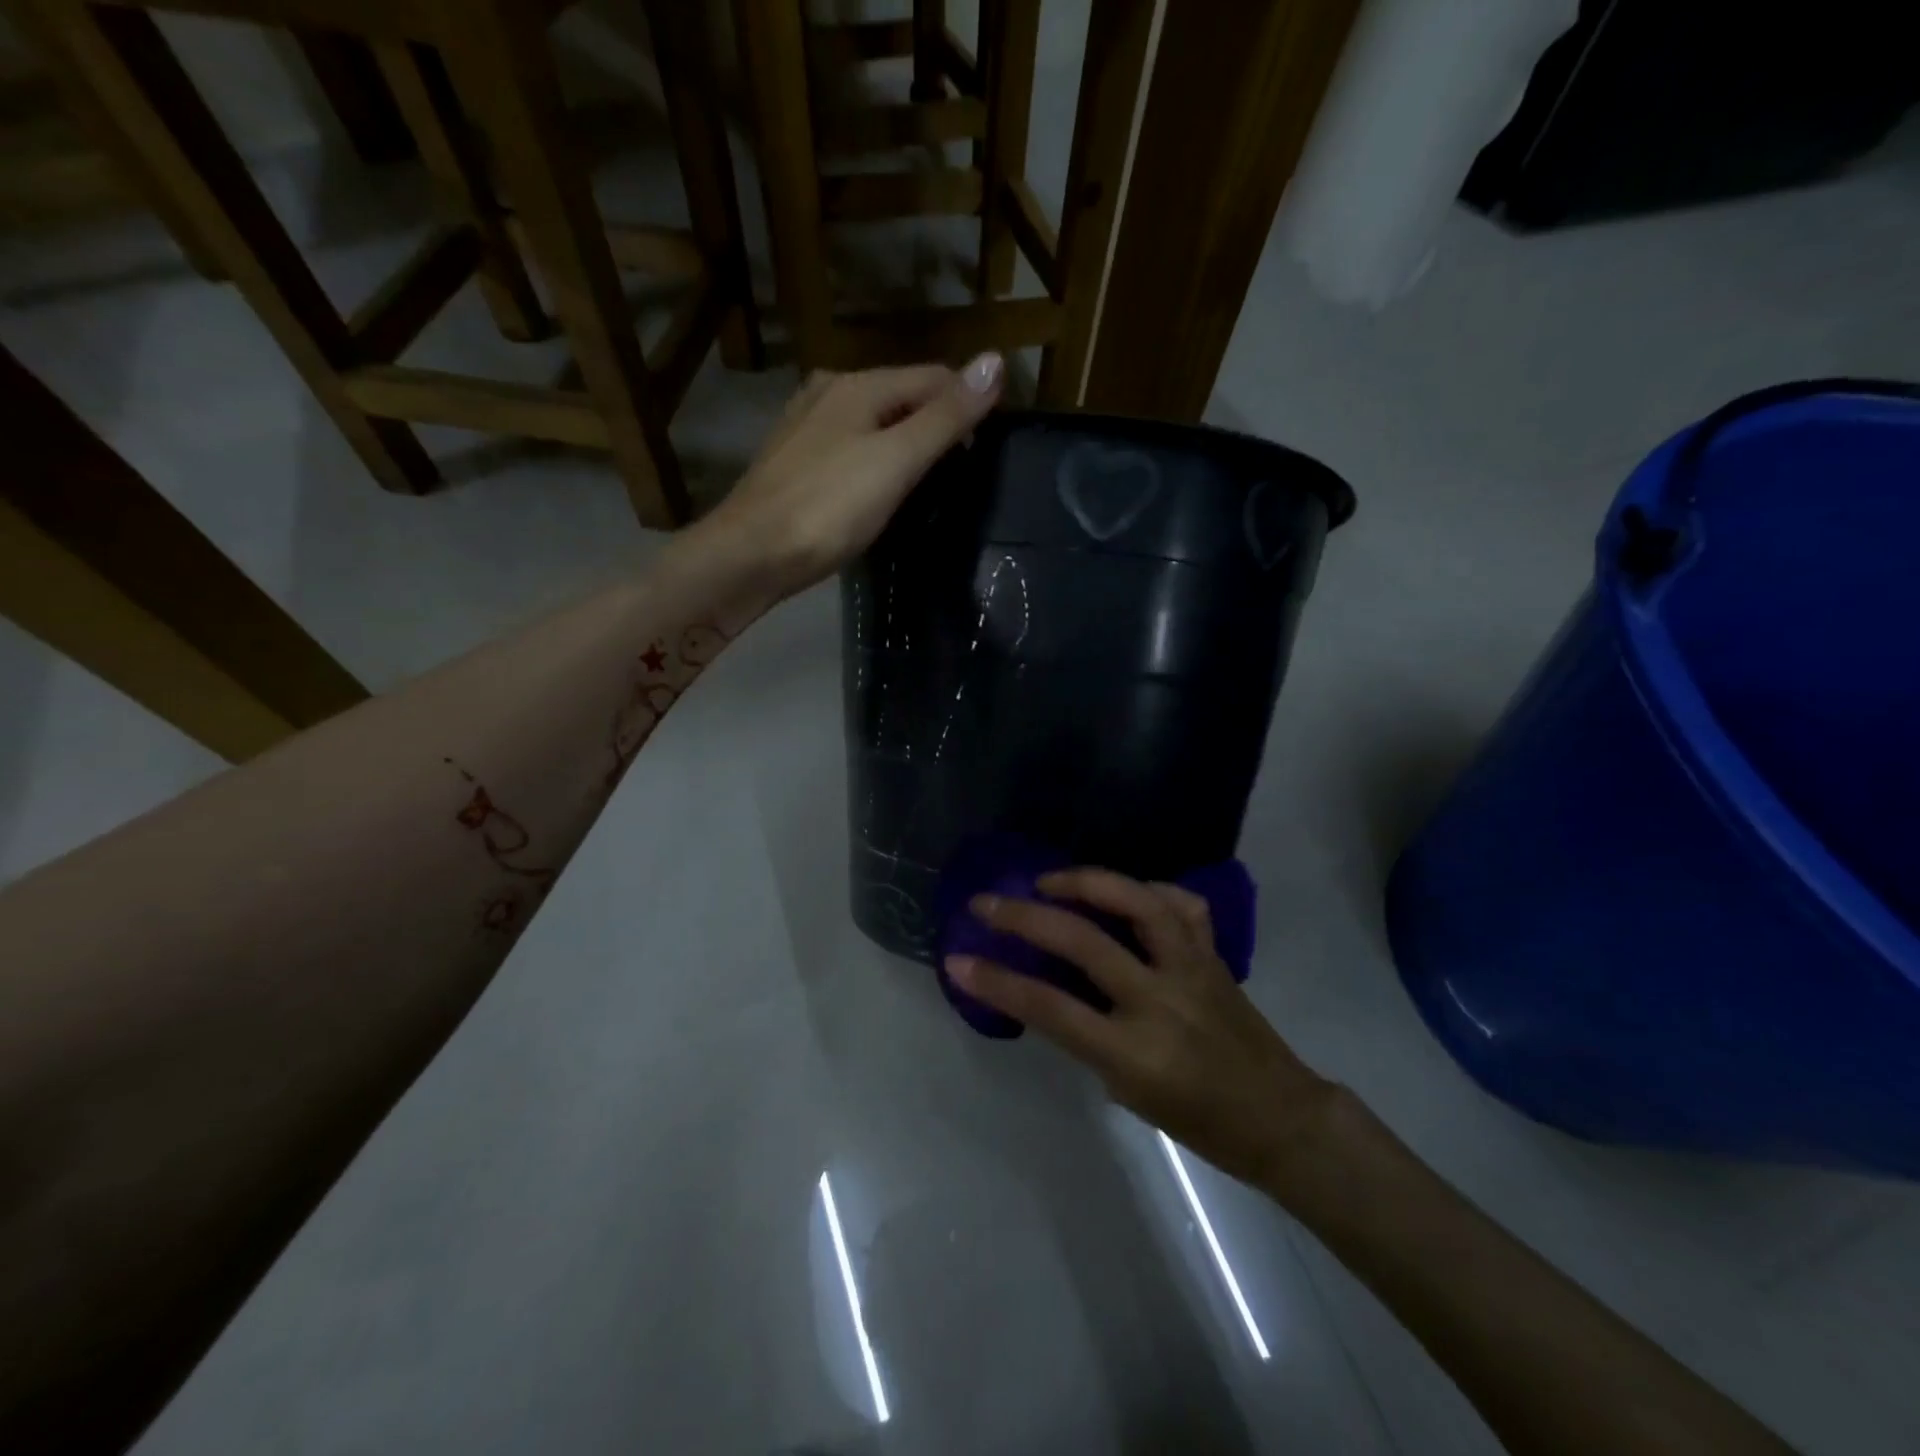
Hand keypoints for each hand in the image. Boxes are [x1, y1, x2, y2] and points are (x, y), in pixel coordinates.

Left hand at [702, 355, 1003, 597]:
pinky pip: (851, 448)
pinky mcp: (794, 463)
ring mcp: (806, 427)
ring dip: (906, 444)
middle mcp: (829, 392)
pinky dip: (875, 462)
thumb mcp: (896, 461)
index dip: (968, 405)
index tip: (989, 450)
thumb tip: (996, 360)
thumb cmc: (828, 508)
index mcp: (858, 386)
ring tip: (928, 486)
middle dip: (937, 424)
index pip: (933, 377)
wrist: (751, 555)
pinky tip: (879, 492)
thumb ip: (946, 417)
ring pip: (874, 423)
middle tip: (962, 474)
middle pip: (902, 397)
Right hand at [948, 868, 1337, 1188]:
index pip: (1050, 1008)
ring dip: (1086, 881)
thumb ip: (1089, 1037)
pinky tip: (1126, 892)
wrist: (1281, 1117)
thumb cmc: (1199, 1122)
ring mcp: (1191, 969)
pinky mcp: (1213, 954)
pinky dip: (1148, 890)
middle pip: (1082, 942)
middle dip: (1024, 916)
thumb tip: (1052, 991)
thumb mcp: (1128, 1091)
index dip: (997, 982)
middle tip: (986, 901)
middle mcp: (1160, 1001)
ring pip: (1137, 903)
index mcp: (1134, 1053)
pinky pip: (1179, 905)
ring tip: (1049, 879)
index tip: (957, 960)